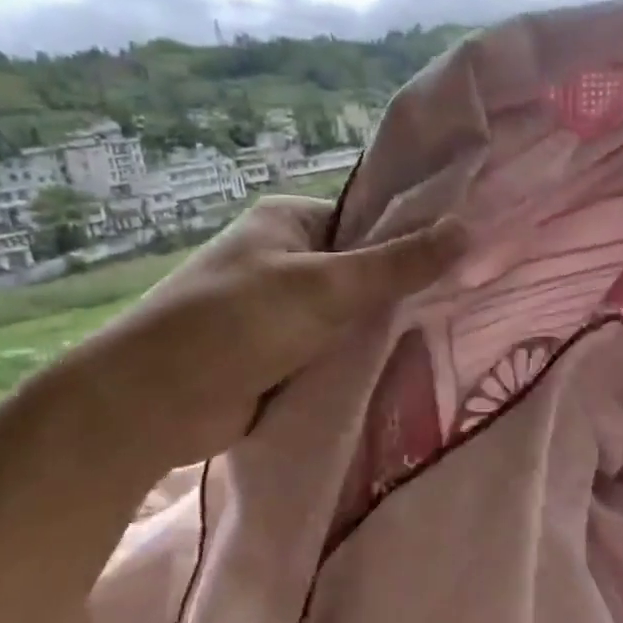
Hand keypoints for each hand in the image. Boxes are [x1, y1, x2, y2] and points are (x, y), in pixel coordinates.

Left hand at [53, 196, 466, 471]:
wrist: (154, 402)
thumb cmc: (237, 323)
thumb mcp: (327, 287)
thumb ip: (398, 263)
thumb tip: (468, 228)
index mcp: (291, 221)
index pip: (369, 220)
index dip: (414, 238)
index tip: (465, 261)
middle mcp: (287, 259)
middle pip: (363, 270)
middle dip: (401, 291)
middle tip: (462, 305)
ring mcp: (283, 310)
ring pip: (351, 315)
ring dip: (381, 330)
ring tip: (446, 338)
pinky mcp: (282, 355)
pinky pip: (335, 350)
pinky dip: (360, 359)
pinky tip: (404, 368)